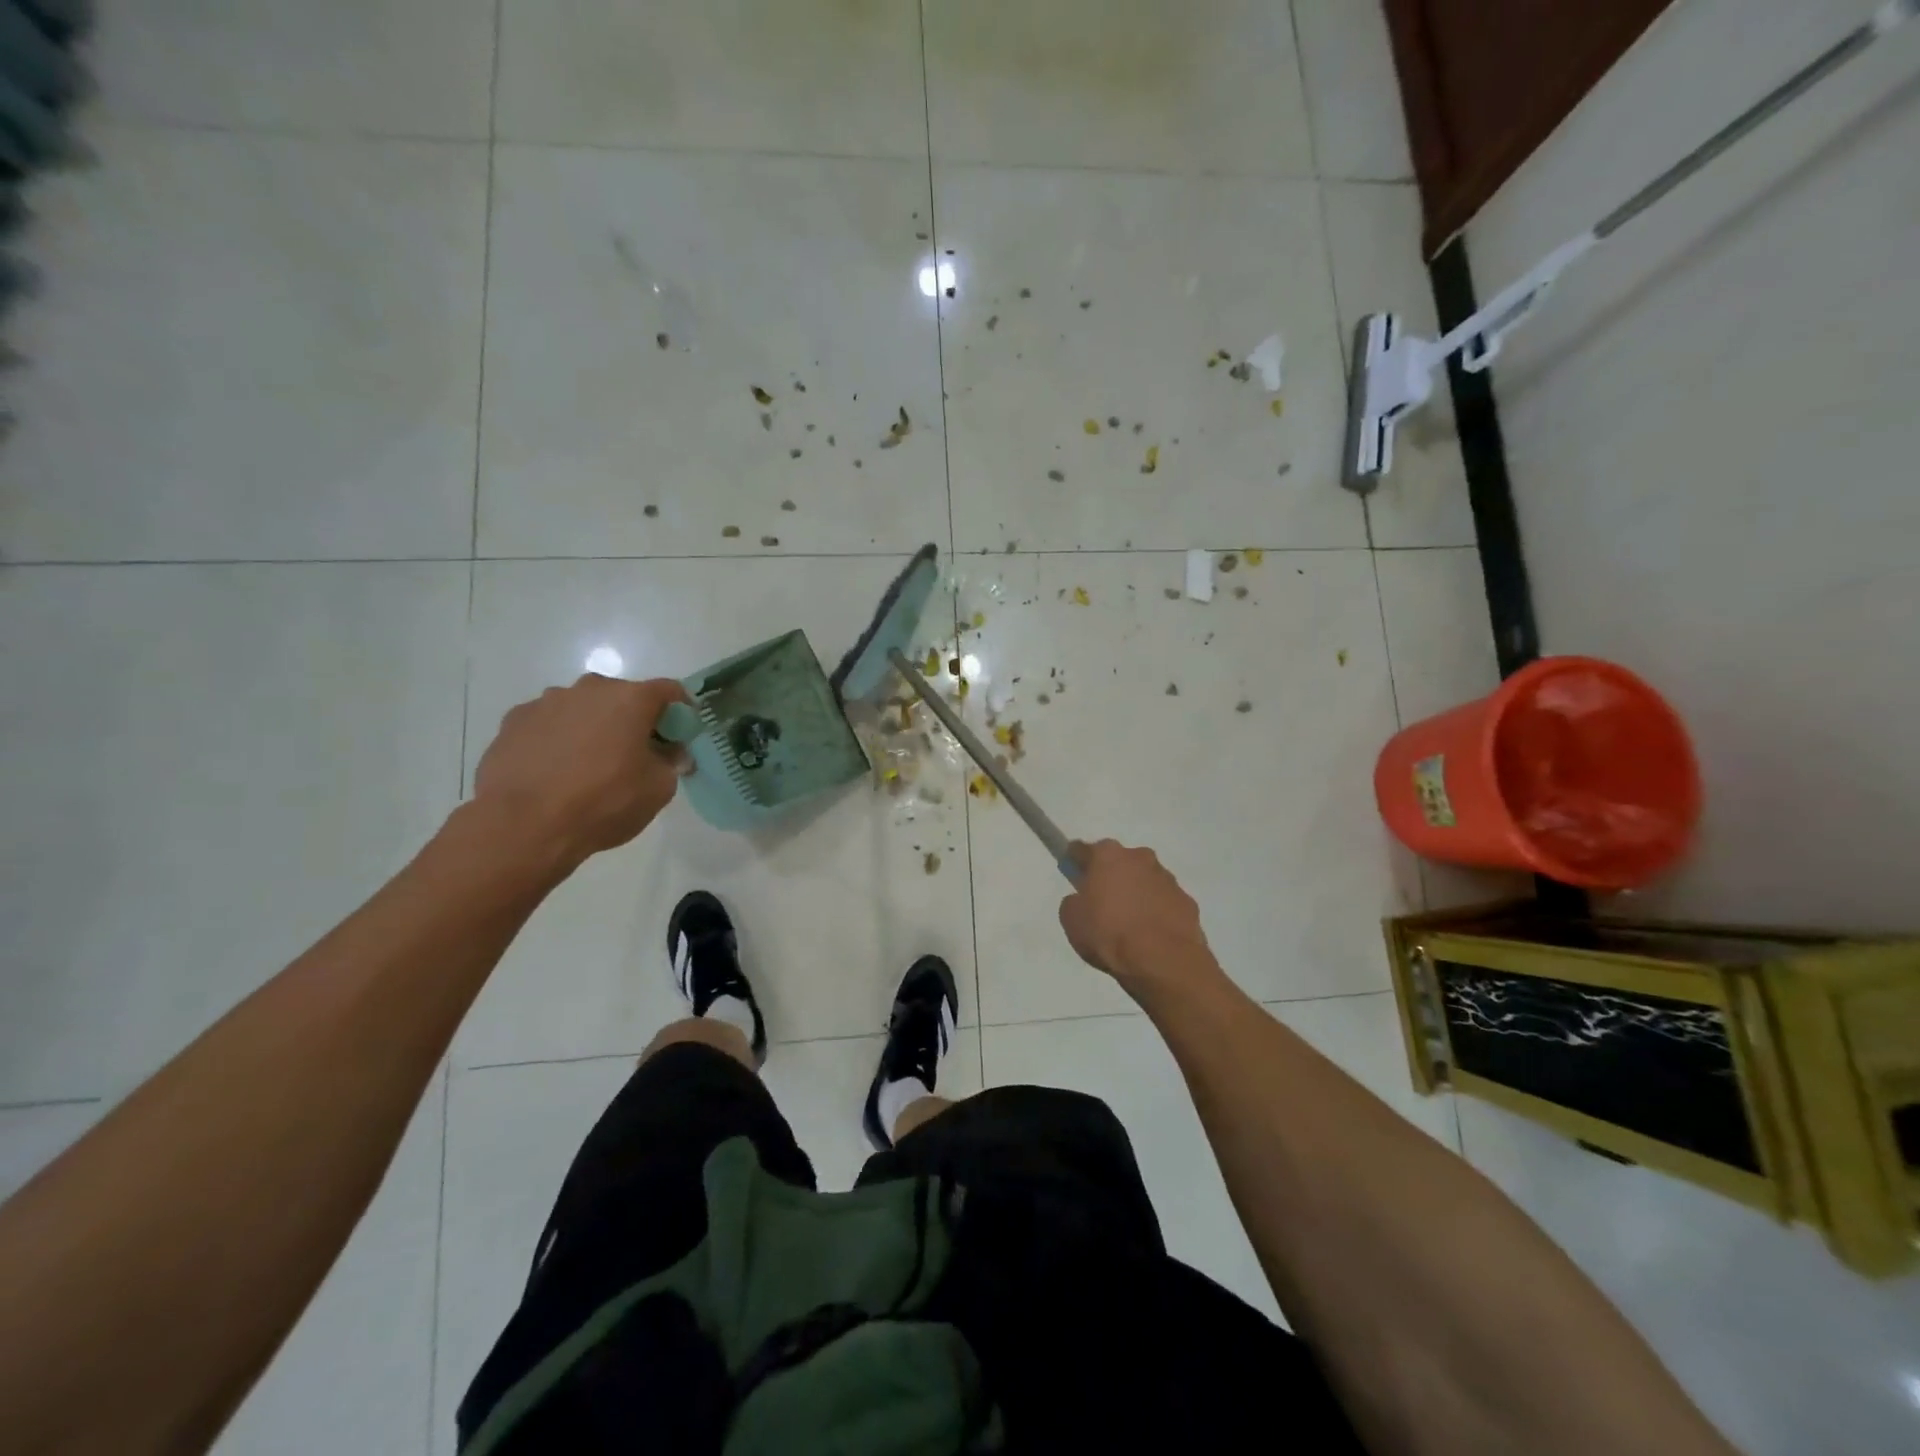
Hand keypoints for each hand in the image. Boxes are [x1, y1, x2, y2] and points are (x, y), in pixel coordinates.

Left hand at [472, 674, 690, 870]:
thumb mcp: (658, 789)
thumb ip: (671, 763)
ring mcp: (546, 702)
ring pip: (582, 708)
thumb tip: (672, 754)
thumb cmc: (604, 802)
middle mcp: (589, 690)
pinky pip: (548, 724)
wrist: (523, 825)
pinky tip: (555, 770)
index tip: (681, 734)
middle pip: (622, 696)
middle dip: (633, 719)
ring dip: (593, 727)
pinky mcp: (513, 721)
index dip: (681, 710)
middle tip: (636, 752)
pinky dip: (558, 739)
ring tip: (589, 764)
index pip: (669, 691)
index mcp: (631, 699)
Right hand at [1058, 840, 1213, 993]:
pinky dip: (1157, 912)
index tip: (1074, 875)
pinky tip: (1152, 935)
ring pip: (1145, 880)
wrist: (1163, 961)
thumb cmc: (1109, 934)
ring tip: (1130, 925)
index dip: (1076, 862)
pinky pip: (1165, 902)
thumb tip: (1083, 900)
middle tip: (1103, 904)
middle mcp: (1140, 857)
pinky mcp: (1187, 901)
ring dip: (1137, 894)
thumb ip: (1074, 902)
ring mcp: (1167, 878)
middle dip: (1111, 877)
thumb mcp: (1072, 920)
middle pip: (1119, 862)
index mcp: (1108, 855)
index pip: (1083, 850)